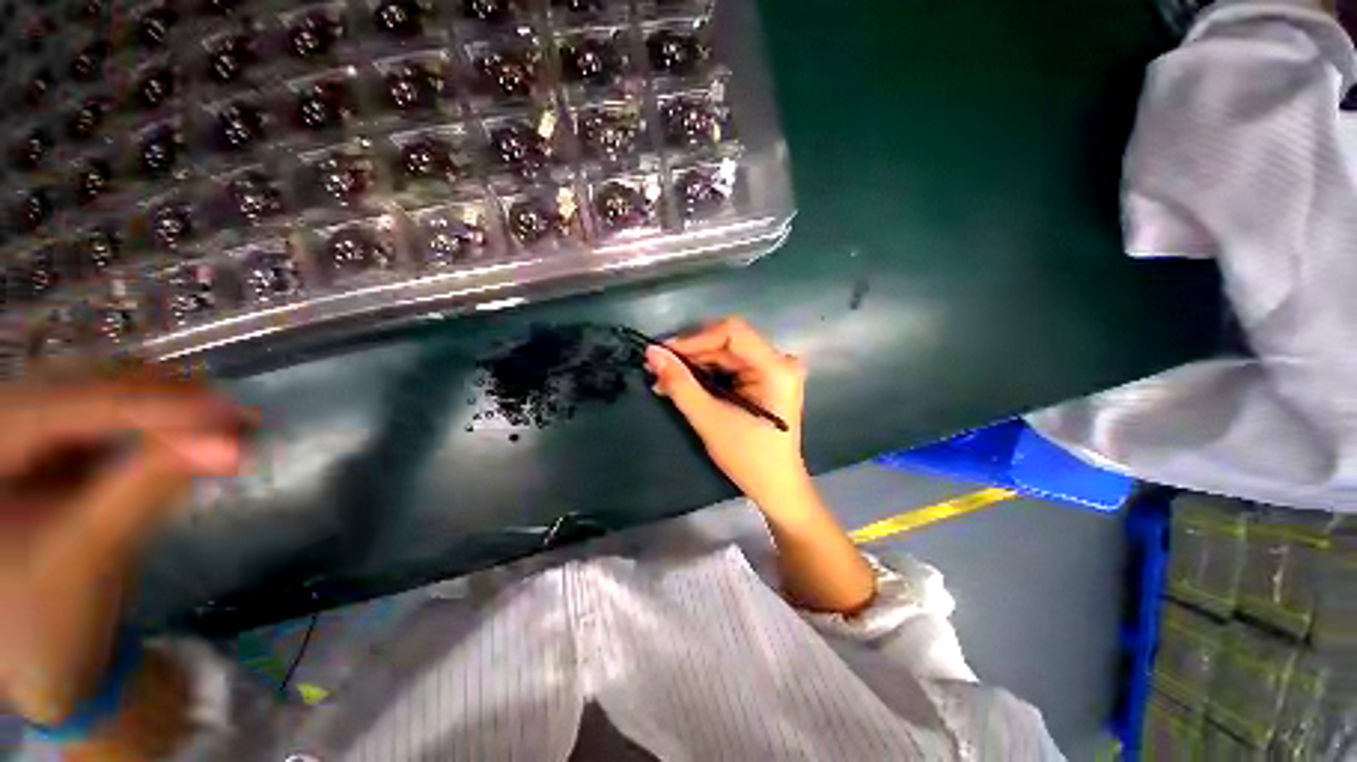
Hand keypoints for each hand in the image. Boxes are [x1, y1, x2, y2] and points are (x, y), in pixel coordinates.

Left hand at [0, 369, 250, 725]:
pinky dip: (155, 426)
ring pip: (97, 395)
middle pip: (81, 387)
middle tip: (235, 415)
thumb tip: (230, 443)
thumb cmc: (45, 625)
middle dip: (161, 400)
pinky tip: (194, 435)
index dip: (148, 406)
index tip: (229, 411)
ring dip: (165, 409)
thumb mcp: (88, 559)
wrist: (37, 662)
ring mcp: (18, 433)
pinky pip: (104, 420)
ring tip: (228, 423)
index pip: (62, 408)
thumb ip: (148, 490)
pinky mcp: (46, 449)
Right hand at [646, 318, 808, 509]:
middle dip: (691, 354)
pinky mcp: (767, 380)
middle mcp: (780, 361)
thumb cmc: (748, 458)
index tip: (664, 354)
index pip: (732, 332)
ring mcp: (775, 370)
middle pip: (729, 342)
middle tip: (658, 369)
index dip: (695, 339)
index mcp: (776, 368)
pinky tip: (685, 384)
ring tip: (665, 379)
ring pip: (727, 354)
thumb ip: (680, 384)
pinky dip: (707, 374)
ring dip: (695, 365)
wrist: (776, 487)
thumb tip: (652, 352)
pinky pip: (732, 366)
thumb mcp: (709, 420)